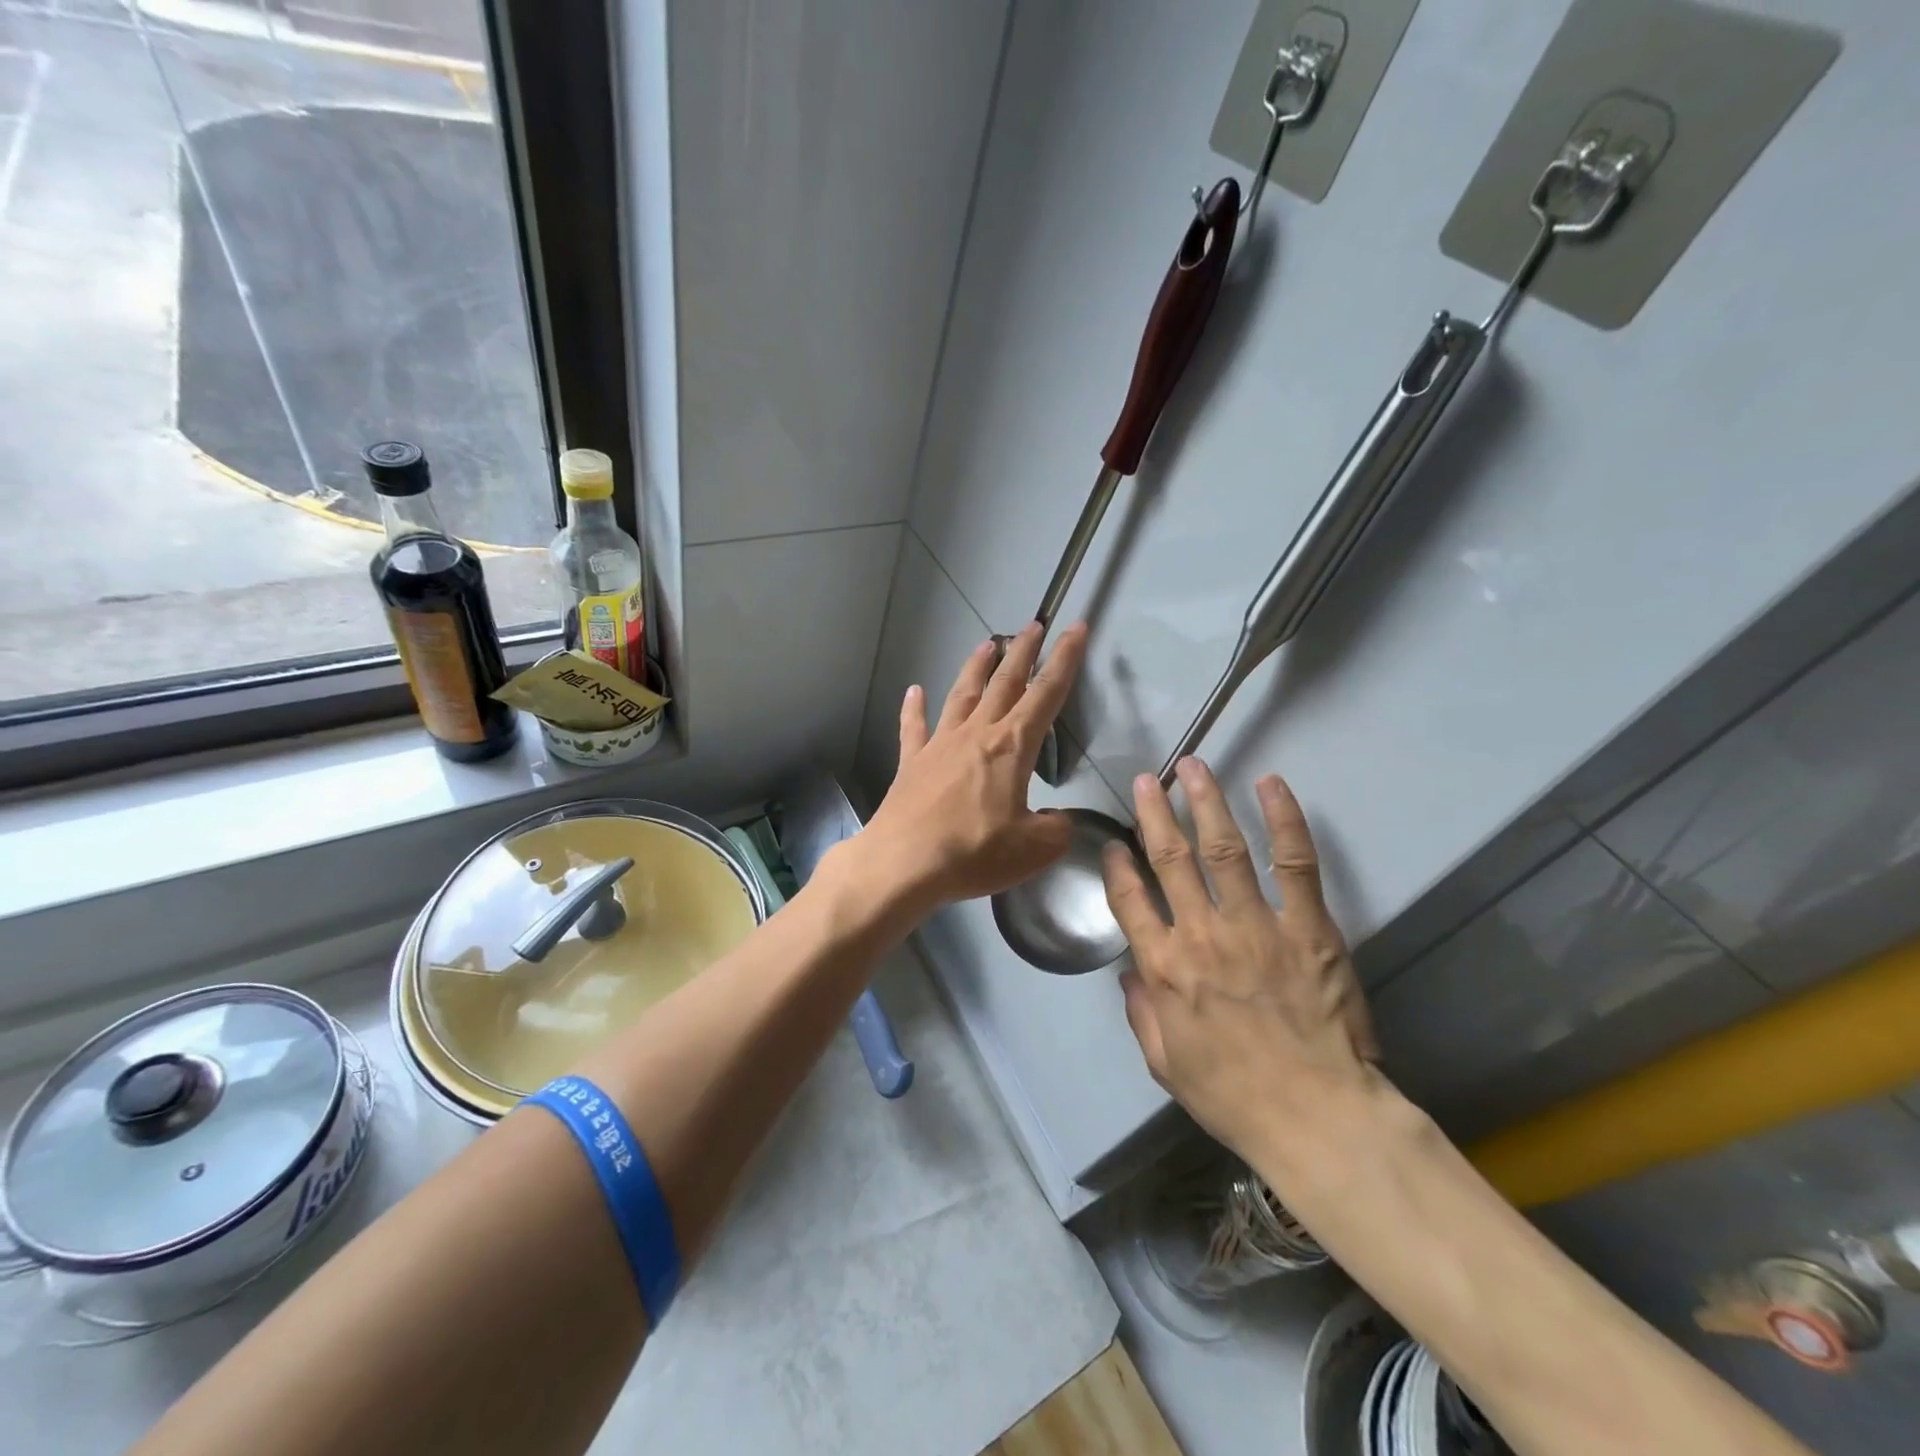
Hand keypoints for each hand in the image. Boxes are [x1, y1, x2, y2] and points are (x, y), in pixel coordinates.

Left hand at [852, 621, 1087, 911]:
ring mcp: (940, 745)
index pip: (1046, 694)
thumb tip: (1055, 820)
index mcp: (1012, 747)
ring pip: (963, 694)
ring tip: (988, 643)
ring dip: (977, 667)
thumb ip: (1056, 829)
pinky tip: (914, 691)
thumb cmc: (974, 852)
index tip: (1076, 628)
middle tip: (1034, 625)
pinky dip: (914, 708)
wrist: (904, 864)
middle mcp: (976, 734)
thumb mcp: (1035, 849)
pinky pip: (914, 728)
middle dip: (1023, 651)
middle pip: (1005, 682)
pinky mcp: (912, 763)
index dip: (1065, 659)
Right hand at [1103, 758, 1380, 1174]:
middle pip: (1169, 859)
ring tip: (1193, 767)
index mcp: (1163, 968)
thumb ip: (1141, 1012)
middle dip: (1154, 814)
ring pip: (1222, 848)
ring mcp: (1255, 925)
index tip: (1114, 844)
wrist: (1317, 1118)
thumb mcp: (1165, 1064)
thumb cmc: (1234, 1096)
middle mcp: (1201, 934)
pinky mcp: (1308, 926)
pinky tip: (1271, 785)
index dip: (1117, 866)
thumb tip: (1131, 972)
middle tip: (1146, 780)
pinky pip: (1293, 863)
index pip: (1129, 901)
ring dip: (1205, 803)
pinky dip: (1283, 820)